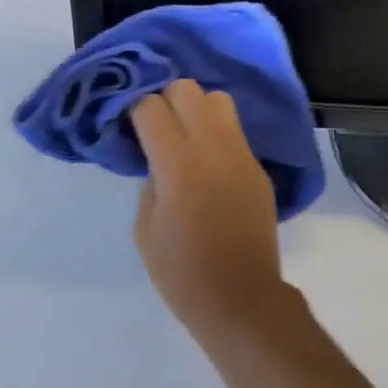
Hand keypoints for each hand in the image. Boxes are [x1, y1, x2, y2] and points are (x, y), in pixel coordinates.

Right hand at [130, 79, 286, 337]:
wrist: (242, 298)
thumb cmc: (183, 273)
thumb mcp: (146, 229)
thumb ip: (149, 182)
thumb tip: (157, 158)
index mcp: (178, 164)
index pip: (151, 107)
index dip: (135, 110)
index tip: (129, 125)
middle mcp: (213, 147)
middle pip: (187, 89)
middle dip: (166, 99)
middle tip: (157, 126)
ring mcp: (241, 153)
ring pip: (219, 99)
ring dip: (197, 108)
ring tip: (185, 136)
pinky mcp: (258, 166)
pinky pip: (235, 130)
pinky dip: (217, 133)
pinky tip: (208, 160)